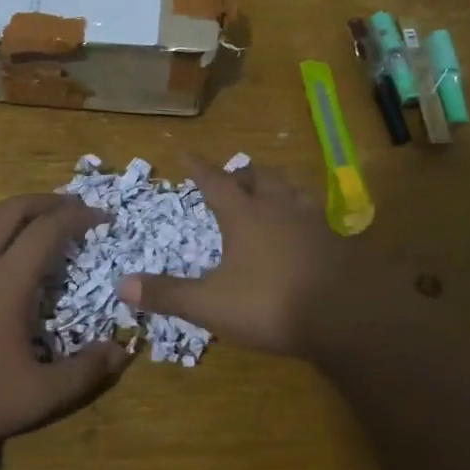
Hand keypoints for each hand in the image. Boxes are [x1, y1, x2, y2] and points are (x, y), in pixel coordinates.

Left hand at [0, 193, 133, 453]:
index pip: (48, 230)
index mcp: (6, 280)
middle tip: (72, 207)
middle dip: (48, 201)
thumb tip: (123, 351)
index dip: (78, 217)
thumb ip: (84, 373)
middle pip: (14, 210)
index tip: (101, 218)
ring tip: (35, 215)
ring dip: (15, 208)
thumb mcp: (37, 397)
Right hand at [119, 156, 353, 357]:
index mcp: (245, 215)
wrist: (348, 316)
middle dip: (244, 174)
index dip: (199, 167)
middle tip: (235, 177)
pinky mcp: (339, 241)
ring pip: (293, 191)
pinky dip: (304, 215)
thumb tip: (121, 284)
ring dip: (278, 188)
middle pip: (261, 177)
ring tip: (272, 195)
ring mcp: (315, 222)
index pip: (215, 182)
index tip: (186, 152)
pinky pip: (318, 216)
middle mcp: (279, 208)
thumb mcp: (211, 304)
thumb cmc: (271, 303)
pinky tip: (307, 231)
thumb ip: (168, 293)